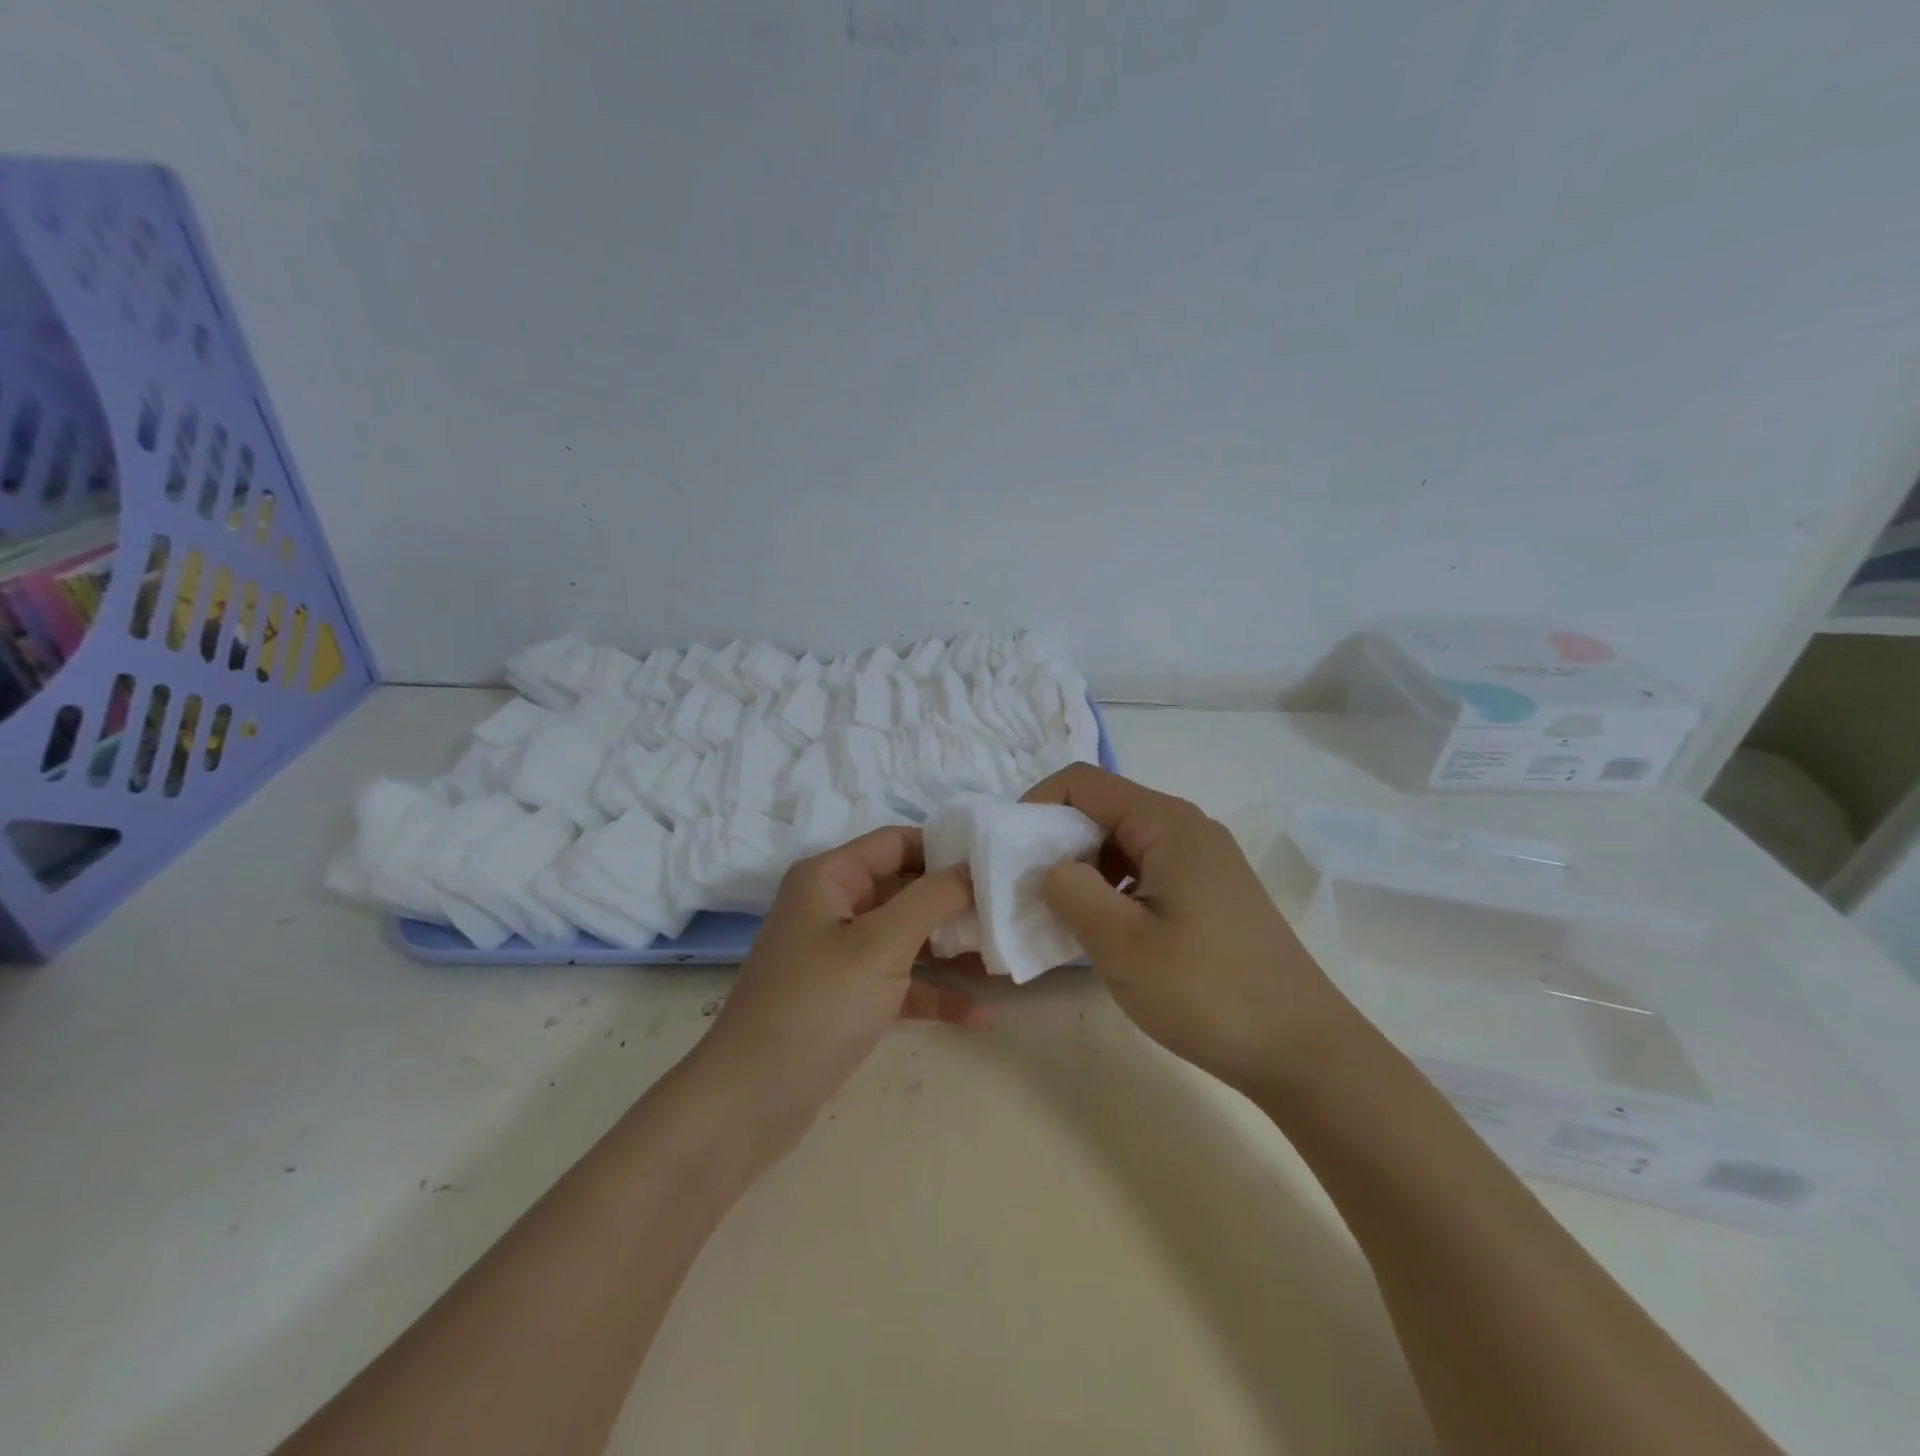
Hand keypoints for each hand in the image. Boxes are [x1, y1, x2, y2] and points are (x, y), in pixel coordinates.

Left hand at [699, 827, 986, 1139]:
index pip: (897, 842)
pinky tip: (981, 1015)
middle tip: (1011, 912)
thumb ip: (932, 899)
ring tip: (1007, 959)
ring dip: (953, 950)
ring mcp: (840, 955)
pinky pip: (900, 983)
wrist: (751, 1101)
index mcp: (830, 877)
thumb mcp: (881, 945)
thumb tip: (973, 866)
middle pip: (906, 889)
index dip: (946, 848)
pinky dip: (934, 994)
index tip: (997, 862)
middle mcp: (834, 907)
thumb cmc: (817, 1005)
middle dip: (957, 903)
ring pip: (907, 938)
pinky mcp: (847, 998)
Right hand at [1023, 763, 1355, 1095]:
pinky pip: (1145, 871)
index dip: (1035, 805)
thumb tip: (1048, 866)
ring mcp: (1203, 861)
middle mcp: (1187, 827)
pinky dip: (1111, 889)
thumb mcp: (1122, 944)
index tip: (1008, 853)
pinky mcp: (1209, 892)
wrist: (1304, 1051)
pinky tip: (1104, 931)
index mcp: (1167, 823)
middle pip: (1103, 809)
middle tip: (1026, 890)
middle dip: (1055, 841)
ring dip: (1083, 869)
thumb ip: (1070, 892)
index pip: (1082, 783)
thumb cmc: (1208, 992)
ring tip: (1060, 915)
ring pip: (1122, 843)